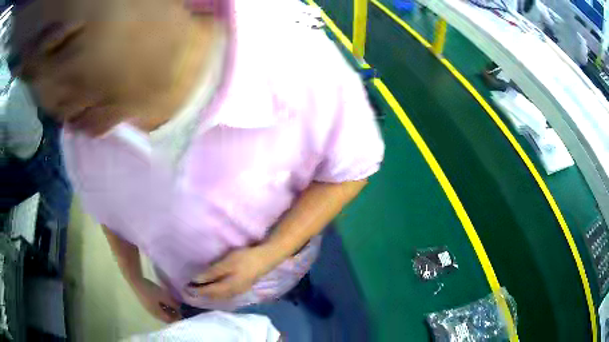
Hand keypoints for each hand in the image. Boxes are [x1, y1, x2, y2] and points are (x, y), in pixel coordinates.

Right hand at [133, 278, 181, 322]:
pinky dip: (162, 306)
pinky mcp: (146, 302)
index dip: (177, 318)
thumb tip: (180, 308)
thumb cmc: (150, 290)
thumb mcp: (163, 296)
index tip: (182, 312)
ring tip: (173, 303)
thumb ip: (172, 303)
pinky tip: (165, 299)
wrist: (136, 281)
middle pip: (165, 317)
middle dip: (173, 313)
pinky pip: (157, 307)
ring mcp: (149, 308)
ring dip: (168, 309)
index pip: (169, 320)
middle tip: (179, 307)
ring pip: (161, 312)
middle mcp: (153, 313)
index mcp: (157, 314)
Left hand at [188, 246, 279, 299]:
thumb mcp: (226, 263)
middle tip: (188, 292)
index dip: (196, 291)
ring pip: (219, 297)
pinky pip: (224, 294)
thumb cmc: (244, 259)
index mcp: (226, 288)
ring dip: (208, 295)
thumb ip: (211, 273)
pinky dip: (216, 294)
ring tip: (199, 292)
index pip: (207, 291)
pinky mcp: (241, 287)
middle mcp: (231, 293)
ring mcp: (238, 291)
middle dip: (201, 295)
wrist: (265, 259)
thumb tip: (196, 280)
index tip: (184, 288)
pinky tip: (214, 290)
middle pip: (213, 296)